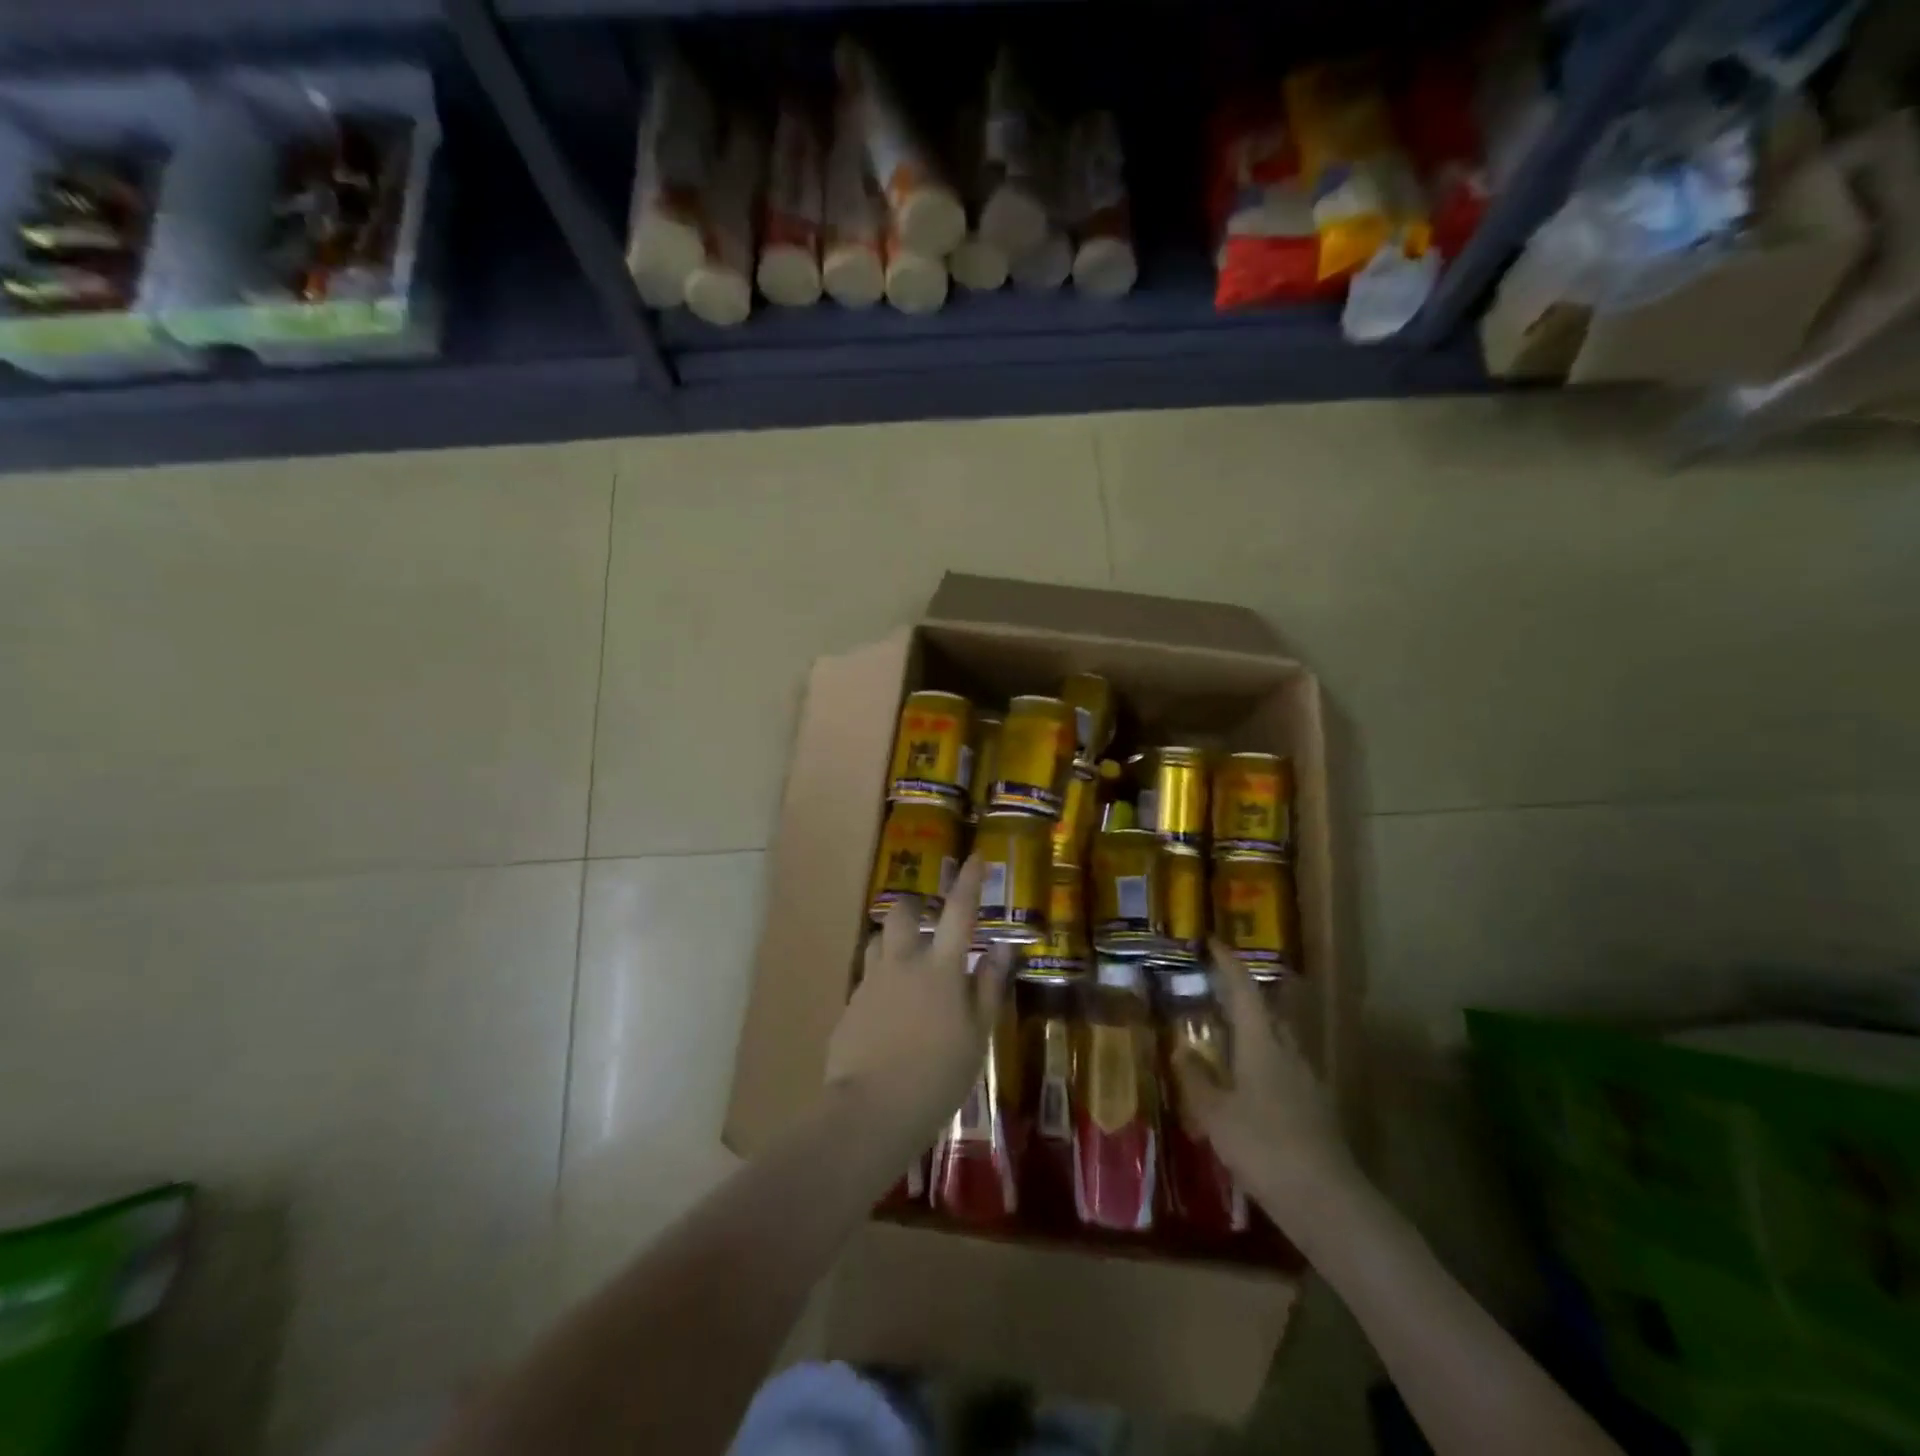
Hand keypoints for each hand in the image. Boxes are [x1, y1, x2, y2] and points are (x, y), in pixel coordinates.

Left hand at [825, 856, 1014, 1136]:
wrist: (871, 1110)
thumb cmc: (938, 1076)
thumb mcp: (976, 1035)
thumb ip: (988, 987)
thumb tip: (1002, 948)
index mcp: (940, 968)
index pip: (959, 912)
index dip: (970, 882)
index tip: (976, 857)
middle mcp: (902, 962)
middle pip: (902, 911)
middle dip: (914, 904)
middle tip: (927, 918)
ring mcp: (871, 981)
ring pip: (878, 939)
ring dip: (893, 940)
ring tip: (908, 963)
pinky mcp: (851, 1004)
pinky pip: (867, 975)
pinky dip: (881, 978)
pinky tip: (890, 1009)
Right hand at [1173, 940, 1361, 1224]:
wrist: (1327, 1202)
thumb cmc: (1264, 1147)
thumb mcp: (1216, 1115)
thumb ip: (1197, 1080)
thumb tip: (1182, 1050)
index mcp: (1262, 1043)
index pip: (1244, 990)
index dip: (1228, 964)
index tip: (1212, 942)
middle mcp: (1288, 1052)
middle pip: (1267, 1011)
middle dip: (1243, 995)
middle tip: (1214, 989)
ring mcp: (1306, 1080)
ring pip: (1277, 1040)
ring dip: (1254, 1029)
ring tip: (1226, 1035)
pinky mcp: (1315, 1108)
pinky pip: (1284, 1067)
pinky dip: (1263, 1061)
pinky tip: (1248, 1084)